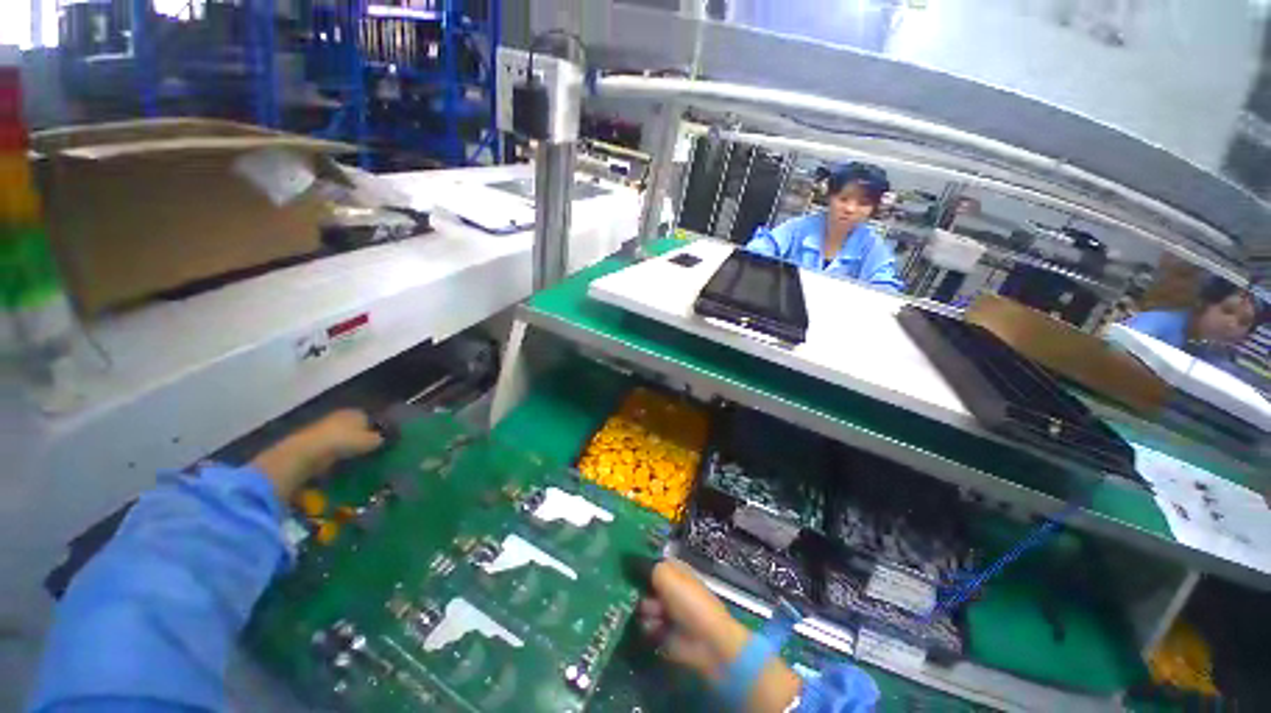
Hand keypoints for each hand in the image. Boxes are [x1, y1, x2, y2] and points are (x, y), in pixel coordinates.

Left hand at [251, 409, 384, 499]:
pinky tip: (345, 469)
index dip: (380, 430)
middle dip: (365, 440)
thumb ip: (382, 439)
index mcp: (356, 412)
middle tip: (375, 455)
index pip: (373, 419)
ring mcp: (324, 431)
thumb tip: (388, 441)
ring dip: (351, 451)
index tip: (387, 443)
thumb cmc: (341, 441)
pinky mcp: (312, 446)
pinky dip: (338, 459)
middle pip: (357, 429)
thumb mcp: (370, 440)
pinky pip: (332, 452)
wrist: (304, 454)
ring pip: (344, 440)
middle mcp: (340, 417)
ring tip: (362, 465)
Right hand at [638, 560, 749, 679]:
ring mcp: (667, 611)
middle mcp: (670, 588)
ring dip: (644, 610)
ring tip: (652, 615)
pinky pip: (647, 627)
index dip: (640, 564)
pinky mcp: (664, 633)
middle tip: (638, 595)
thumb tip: (630, 560)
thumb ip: (647, 566)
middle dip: (639, 590)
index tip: (625, 568)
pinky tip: (654, 629)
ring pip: (643, 606)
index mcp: (675, 570)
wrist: (707, 642)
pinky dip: (648, 628)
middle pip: (645, 585)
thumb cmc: (689, 601)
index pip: (653, 562)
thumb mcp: (666, 575)